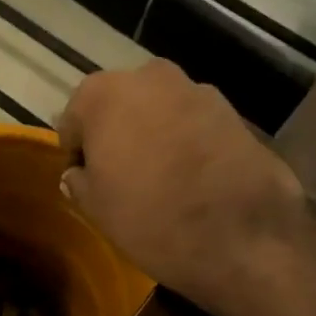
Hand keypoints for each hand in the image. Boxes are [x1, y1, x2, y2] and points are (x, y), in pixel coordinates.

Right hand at [57, 61, 302, 315]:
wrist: (241, 237)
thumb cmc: (150, 218)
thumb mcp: (96, 208)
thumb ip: (79, 181)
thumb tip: (79, 173)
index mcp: (103, 94)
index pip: (74, 120)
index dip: (77, 152)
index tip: (86, 180)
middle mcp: (149, 77)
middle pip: (119, 105)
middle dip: (116, 134)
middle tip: (120, 177)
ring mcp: (196, 89)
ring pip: (159, 111)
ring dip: (153, 135)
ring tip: (160, 179)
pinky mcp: (234, 110)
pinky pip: (193, 124)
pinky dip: (187, 142)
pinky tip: (192, 178)